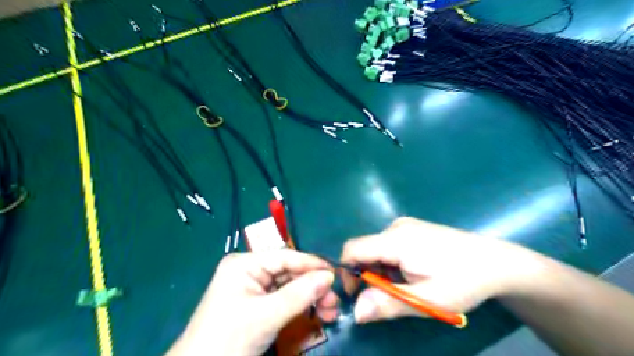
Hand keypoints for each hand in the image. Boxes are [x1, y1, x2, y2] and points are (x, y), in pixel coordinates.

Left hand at [166, 250, 339, 354]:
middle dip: (313, 286)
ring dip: (310, 298)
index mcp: (244, 263)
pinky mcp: (256, 304)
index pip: (285, 257)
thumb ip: (299, 294)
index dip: (312, 264)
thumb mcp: (266, 316)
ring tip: (330, 312)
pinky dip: (300, 306)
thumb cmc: (228, 340)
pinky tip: (316, 313)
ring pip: (289, 286)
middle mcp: (249, 270)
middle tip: (334, 302)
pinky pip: (283, 299)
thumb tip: (330, 276)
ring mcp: (253, 287)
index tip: (337, 274)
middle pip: (289, 272)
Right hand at [345, 217, 536, 322]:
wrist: (496, 261)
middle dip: (369, 274)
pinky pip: (389, 244)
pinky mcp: (413, 228)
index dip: (347, 272)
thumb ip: (387, 304)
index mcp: (395, 240)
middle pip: (365, 250)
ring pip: (377, 248)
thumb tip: (356, 312)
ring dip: (382, 270)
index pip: (352, 250)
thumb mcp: (426, 300)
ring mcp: (405, 225)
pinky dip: (391, 262)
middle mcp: (395, 227)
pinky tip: (413, 272)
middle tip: (389, 296)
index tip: (358, 294)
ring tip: (407, 285)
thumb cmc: (462, 281)